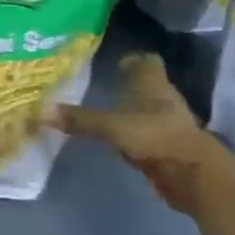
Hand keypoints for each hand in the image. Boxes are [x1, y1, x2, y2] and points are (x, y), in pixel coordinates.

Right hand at [56, 53, 234, 216]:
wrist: (193, 175)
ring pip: (146, 111)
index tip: (114, 63)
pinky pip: (146, 136)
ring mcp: (168, 125)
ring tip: (104, 112)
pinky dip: (133, 136)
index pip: (147, 61)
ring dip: (130, 112)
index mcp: (155, 84)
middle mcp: (164, 99)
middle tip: (101, 86)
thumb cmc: (156, 138)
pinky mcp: (168, 149)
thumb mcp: (114, 127)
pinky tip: (117, 141)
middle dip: (128, 86)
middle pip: (147, 86)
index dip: (133, 59)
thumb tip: (41, 112)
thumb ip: (82, 120)